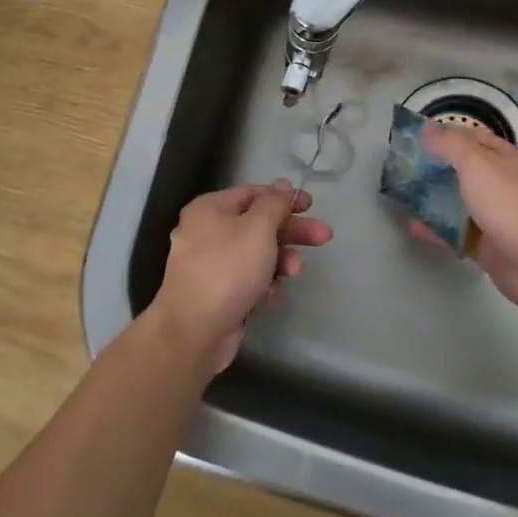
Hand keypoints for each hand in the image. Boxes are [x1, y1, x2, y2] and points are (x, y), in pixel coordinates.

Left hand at [152, 180, 333, 372]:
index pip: (252, 193)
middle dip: (291, 232)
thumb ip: (274, 204)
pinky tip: (272, 295)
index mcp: (209, 209)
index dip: (283, 197)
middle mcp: (205, 231)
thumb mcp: (258, 228)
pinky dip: (262, 283)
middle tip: (323, 237)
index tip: (310, 205)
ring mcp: (208, 264)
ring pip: (253, 253)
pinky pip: (245, 278)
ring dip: (279, 260)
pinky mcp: (214, 292)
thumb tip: (282, 185)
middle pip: (256, 224)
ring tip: (295, 272)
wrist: (194, 331)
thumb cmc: (228, 269)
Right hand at [417, 122, 517, 319]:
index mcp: (508, 159)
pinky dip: (437, 230)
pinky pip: (458, 233)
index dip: (445, 135)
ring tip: (401, 195)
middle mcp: (504, 185)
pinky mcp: (490, 247)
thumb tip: (427, 129)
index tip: (413, 139)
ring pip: (460, 203)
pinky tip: (413, 228)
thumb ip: (451, 145)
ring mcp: (498, 217)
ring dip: (434, 199)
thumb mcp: (478, 165)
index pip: (473, 138)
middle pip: (464, 170)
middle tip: (401, 168)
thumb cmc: (514, 207)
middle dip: (435, 168)